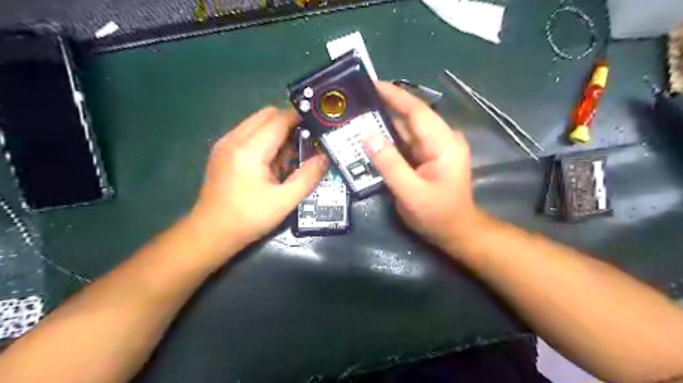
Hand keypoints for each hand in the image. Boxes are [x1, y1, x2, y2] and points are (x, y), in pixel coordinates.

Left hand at [190, 108, 329, 250]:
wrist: (211, 233)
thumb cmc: (248, 218)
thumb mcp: (284, 201)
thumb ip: (307, 177)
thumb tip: (324, 158)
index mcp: (248, 150)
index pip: (278, 120)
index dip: (299, 118)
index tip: (316, 125)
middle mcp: (233, 139)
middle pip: (266, 114)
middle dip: (288, 122)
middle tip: (304, 141)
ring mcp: (224, 144)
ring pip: (256, 122)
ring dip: (276, 130)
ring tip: (289, 154)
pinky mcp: (222, 152)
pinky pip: (247, 133)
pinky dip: (264, 138)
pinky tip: (271, 160)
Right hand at [362, 81, 478, 250]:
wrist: (456, 231)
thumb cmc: (437, 215)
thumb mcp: (411, 193)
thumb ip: (390, 165)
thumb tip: (368, 136)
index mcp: (443, 143)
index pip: (417, 111)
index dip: (394, 95)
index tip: (371, 84)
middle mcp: (442, 139)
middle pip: (411, 116)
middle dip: (385, 105)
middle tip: (357, 100)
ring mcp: (435, 147)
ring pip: (407, 127)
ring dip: (385, 120)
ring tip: (359, 114)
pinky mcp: (428, 155)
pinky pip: (406, 140)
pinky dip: (389, 136)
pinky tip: (371, 135)